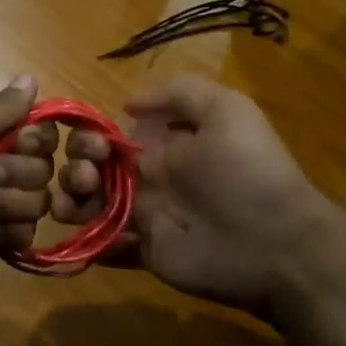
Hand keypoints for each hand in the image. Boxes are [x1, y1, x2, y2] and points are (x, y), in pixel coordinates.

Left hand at [0, 75, 54, 304]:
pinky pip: (25, 232)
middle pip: (41, 166)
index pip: (36, 128)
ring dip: (7, 207)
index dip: (35, 140)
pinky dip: (4, 234)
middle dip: (16, 176)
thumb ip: (2, 106)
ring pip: (36, 201)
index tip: (19, 144)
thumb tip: (30, 76)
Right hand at [51, 74, 331, 312]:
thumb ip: (179, 94)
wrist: (275, 243)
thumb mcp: (227, 111)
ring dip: (70, 201)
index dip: (88, 136)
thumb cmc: (246, 172)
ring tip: (72, 207)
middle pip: (90, 169)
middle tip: (86, 177)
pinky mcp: (144, 252)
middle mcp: (146, 178)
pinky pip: (104, 245)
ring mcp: (143, 217)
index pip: (108, 135)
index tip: (94, 144)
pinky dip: (89, 241)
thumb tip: (127, 103)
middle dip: (75, 168)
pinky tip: (91, 233)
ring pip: (88, 205)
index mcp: (161, 145)